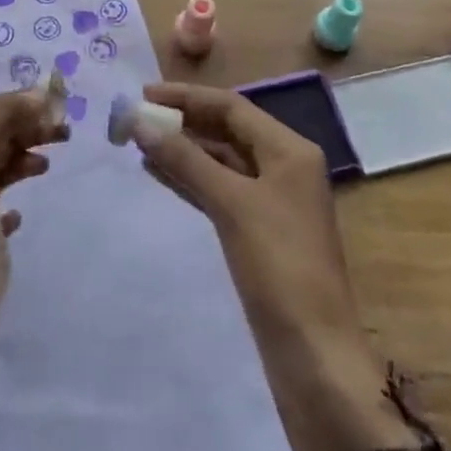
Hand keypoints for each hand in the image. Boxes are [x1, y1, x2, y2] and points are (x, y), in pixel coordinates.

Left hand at [0, 88, 67, 432]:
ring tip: (51, 160)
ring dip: (27, 154)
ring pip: (3, 165)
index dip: (25, 102)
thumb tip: (38, 95)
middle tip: (65, 130)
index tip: (61, 103)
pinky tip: (24, 208)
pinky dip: (17, 196)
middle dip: (31, 125)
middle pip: (0, 135)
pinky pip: (3, 206)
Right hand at [134, 82, 441, 450]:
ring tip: (139, 142)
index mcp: (289, 150)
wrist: (314, 356)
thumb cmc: (279, 268)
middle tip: (136, 118)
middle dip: (183, 122)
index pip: (232, 107)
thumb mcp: (231, 204)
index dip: (186, 97)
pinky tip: (159, 174)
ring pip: (221, 161)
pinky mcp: (259, 231)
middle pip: (227, 130)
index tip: (142, 95)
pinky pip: (220, 190)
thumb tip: (140, 122)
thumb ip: (186, 160)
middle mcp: (284, 167)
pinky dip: (191, 179)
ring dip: (183, 150)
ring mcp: (272, 201)